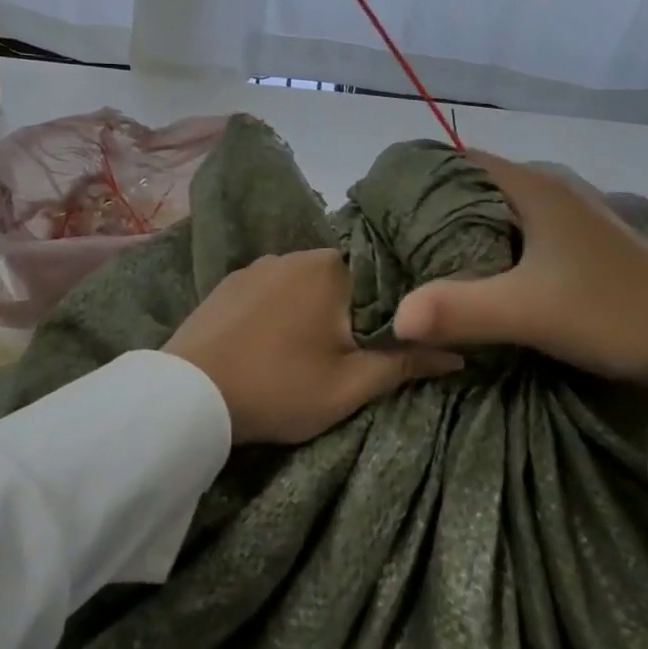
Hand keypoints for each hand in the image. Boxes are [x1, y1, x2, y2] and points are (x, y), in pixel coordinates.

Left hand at [166, 249, 462, 443]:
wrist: (189, 395)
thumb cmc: (279, 387)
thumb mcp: (349, 387)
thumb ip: (404, 364)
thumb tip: (458, 353)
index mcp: (331, 267)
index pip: (380, 275)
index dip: (391, 308)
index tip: (393, 336)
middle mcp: (294, 253)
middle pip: (341, 279)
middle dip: (351, 311)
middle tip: (351, 353)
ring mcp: (256, 266)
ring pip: (303, 284)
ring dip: (312, 311)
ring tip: (308, 351)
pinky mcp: (227, 283)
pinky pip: (269, 291)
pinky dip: (278, 311)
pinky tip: (271, 342)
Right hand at [392, 151, 647, 393]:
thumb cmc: (611, 311)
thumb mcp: (528, 311)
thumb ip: (458, 310)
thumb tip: (394, 318)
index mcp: (536, 187)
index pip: (462, 159)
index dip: (422, 176)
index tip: (385, 203)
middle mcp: (555, 190)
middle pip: (481, 184)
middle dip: (439, 206)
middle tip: (399, 236)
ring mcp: (576, 217)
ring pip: (505, 209)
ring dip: (471, 227)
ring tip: (431, 257)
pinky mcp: (589, 246)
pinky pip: (527, 231)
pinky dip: (499, 244)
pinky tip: (487, 274)